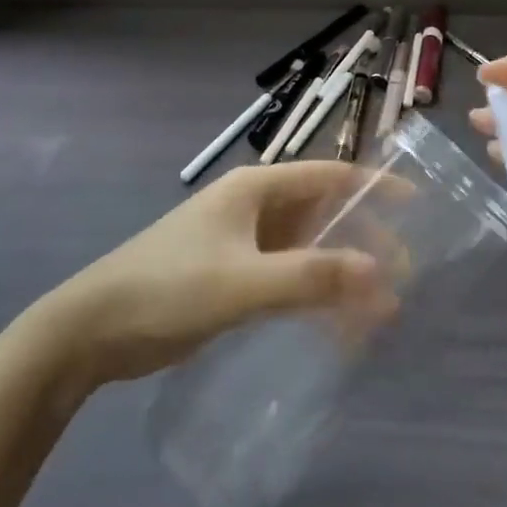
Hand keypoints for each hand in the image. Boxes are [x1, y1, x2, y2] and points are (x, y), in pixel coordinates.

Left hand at [50, 162, 396, 385]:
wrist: (90, 330)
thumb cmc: (167, 289)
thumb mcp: (243, 283)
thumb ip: (311, 277)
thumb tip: (379, 273)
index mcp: (254, 189)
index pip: (328, 175)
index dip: (373, 186)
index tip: (416, 204)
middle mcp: (251, 208)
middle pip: (321, 215)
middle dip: (362, 242)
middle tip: (400, 276)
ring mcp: (239, 243)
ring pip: (305, 251)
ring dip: (338, 275)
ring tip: (376, 312)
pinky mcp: (229, 277)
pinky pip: (284, 278)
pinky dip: (311, 296)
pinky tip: (334, 329)